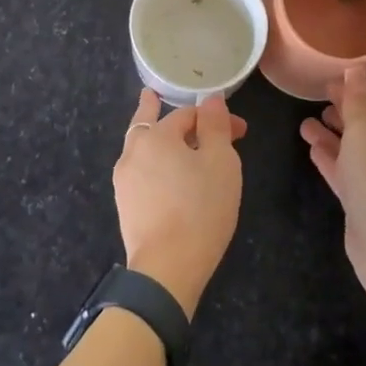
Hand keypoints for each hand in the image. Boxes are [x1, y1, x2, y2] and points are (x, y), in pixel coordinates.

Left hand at [113, 89, 245, 319]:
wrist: (167, 268)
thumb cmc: (200, 208)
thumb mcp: (220, 162)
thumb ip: (215, 126)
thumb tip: (211, 98)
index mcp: (156, 136)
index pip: (188, 114)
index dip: (216, 119)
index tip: (241, 132)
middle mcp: (133, 152)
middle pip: (148, 123)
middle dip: (159, 112)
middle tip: (154, 96)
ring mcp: (124, 181)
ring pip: (141, 148)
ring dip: (155, 139)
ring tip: (156, 132)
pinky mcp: (125, 206)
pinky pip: (140, 173)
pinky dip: (152, 164)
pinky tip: (161, 174)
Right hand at [299, 68, 365, 307]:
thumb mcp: (364, 131)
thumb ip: (356, 100)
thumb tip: (355, 70)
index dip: (363, 84)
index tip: (333, 80)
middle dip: (346, 109)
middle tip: (318, 98)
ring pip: (357, 148)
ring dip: (334, 134)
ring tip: (306, 123)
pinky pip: (349, 172)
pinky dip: (332, 158)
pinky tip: (312, 149)